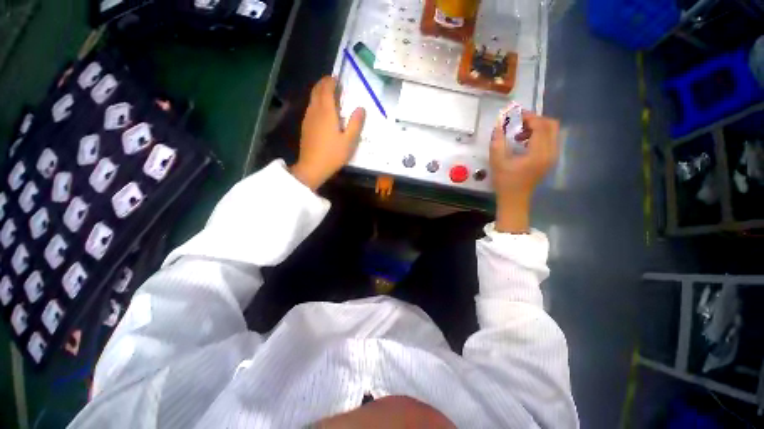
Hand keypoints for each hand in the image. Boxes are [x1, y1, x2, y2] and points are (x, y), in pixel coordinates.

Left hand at [291, 76, 365, 189]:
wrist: (312, 167)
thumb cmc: (333, 154)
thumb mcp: (349, 141)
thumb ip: (356, 123)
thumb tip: (361, 108)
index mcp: (326, 112)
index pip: (327, 89)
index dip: (331, 82)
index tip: (337, 78)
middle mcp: (315, 111)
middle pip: (317, 91)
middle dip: (324, 83)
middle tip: (332, 82)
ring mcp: (308, 119)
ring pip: (312, 99)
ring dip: (319, 92)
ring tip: (329, 94)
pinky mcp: (305, 127)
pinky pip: (311, 108)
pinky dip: (316, 102)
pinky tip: (322, 111)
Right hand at [490, 112, 558, 232]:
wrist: (514, 199)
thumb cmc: (505, 182)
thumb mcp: (497, 161)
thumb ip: (497, 142)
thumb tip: (498, 125)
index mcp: (539, 153)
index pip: (540, 126)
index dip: (528, 117)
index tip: (514, 115)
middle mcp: (550, 152)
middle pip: (551, 125)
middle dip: (535, 120)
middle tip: (518, 123)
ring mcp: (552, 156)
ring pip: (551, 131)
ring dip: (537, 127)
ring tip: (519, 133)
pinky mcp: (549, 159)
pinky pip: (549, 139)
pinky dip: (538, 135)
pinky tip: (524, 141)